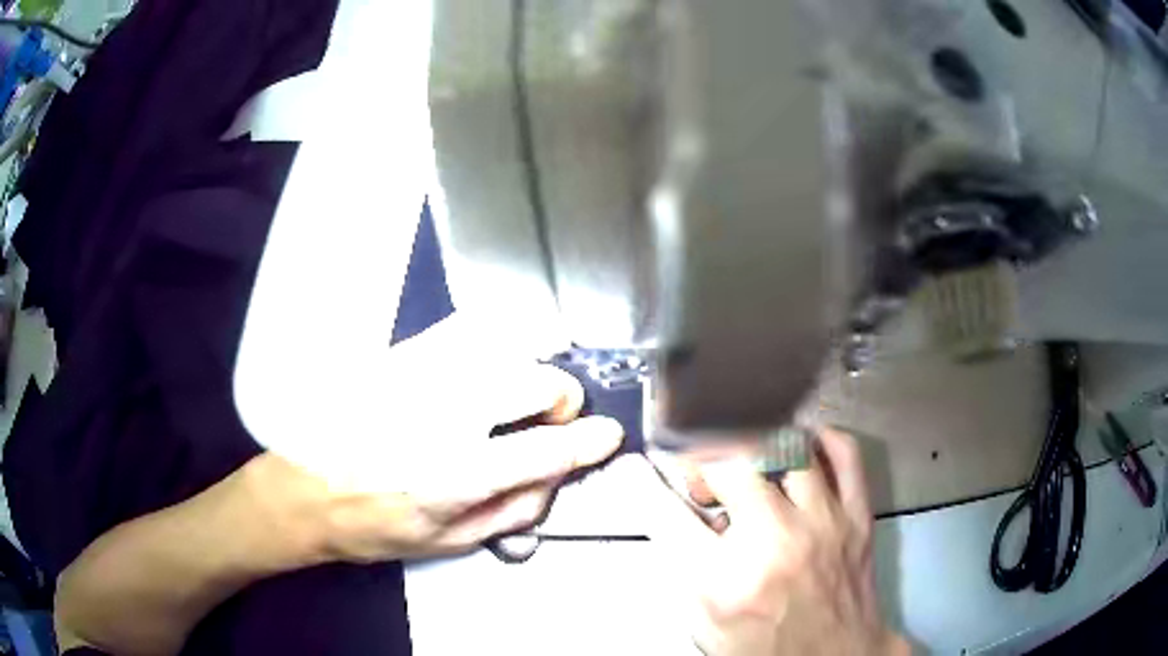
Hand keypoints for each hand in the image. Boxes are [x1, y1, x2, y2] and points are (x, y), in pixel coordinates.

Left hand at [245, 360, 623, 563]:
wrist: (300, 490)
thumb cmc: (372, 526)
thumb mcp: (446, 543)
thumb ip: (510, 510)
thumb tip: (554, 476)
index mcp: (454, 475)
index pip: (545, 449)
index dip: (588, 442)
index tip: (606, 435)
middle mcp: (440, 416)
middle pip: (534, 380)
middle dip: (561, 399)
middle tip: (551, 420)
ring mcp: (416, 376)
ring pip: (505, 345)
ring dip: (529, 369)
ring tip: (519, 394)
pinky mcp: (396, 355)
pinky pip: (463, 329)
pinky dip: (493, 341)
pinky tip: (487, 364)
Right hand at [644, 428, 908, 655]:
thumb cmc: (767, 649)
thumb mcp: (704, 623)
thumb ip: (681, 566)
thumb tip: (667, 512)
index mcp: (725, 583)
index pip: (666, 512)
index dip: (642, 481)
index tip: (638, 467)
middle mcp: (775, 546)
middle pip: (726, 463)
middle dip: (701, 461)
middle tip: (702, 478)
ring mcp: (823, 525)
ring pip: (785, 446)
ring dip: (755, 449)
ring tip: (749, 466)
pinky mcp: (856, 517)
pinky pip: (845, 454)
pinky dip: (820, 439)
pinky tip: (802, 449)